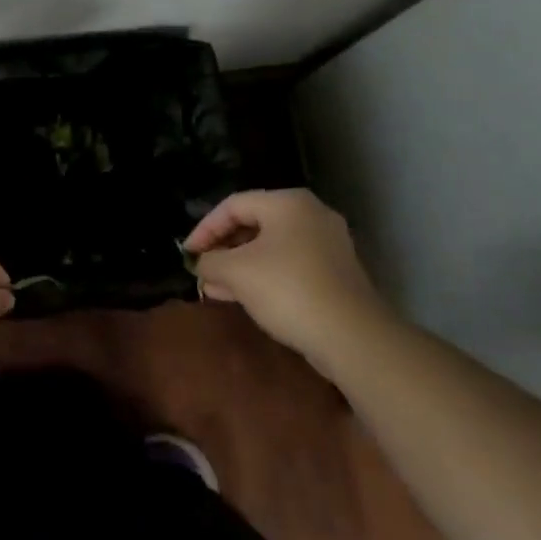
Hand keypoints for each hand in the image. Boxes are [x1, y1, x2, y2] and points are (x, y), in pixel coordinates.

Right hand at [184, 189, 389, 366]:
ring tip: (215, 288)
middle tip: (201, 269)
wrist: (352, 337)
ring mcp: (327, 244)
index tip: (187, 253)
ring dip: (240, 265)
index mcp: (287, 203)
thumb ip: (211, 261)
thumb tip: (202, 263)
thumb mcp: (237, 272)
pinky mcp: (335, 273)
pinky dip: (263, 276)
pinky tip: (243, 298)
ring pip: (271, 247)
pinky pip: (289, 265)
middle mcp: (310, 215)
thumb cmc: (288, 290)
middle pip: (254, 224)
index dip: (205, 228)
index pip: (233, 205)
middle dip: (223, 248)